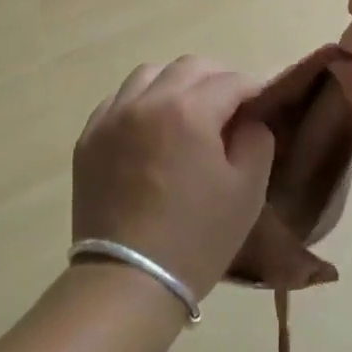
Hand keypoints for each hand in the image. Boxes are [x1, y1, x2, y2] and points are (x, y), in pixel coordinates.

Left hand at [72, 57, 275, 299]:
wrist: (126, 284)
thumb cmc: (195, 239)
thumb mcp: (246, 192)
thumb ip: (256, 140)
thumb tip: (249, 118)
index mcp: (190, 110)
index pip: (230, 80)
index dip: (253, 87)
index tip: (262, 102)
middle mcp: (149, 100)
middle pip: (190, 66)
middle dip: (216, 78)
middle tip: (229, 105)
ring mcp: (113, 115)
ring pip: (150, 74)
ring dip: (175, 83)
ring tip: (187, 110)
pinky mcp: (89, 137)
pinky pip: (119, 99)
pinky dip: (141, 102)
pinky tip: (150, 128)